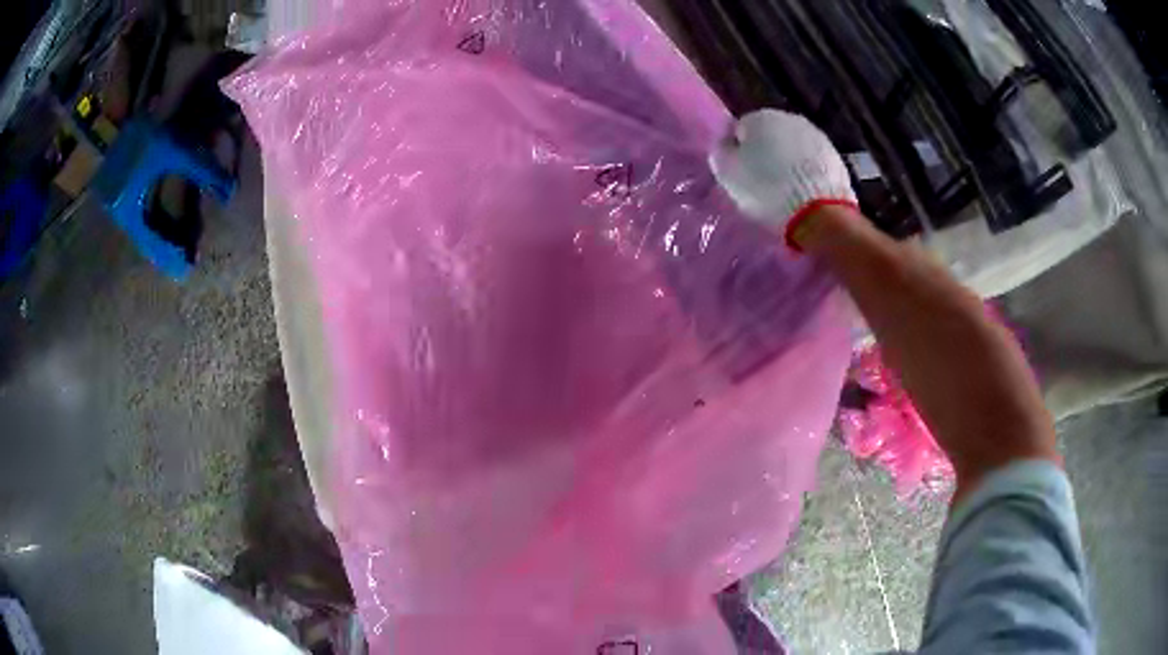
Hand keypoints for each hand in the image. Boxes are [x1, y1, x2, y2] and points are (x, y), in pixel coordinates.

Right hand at [710, 109, 856, 249]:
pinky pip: (811, 160)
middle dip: (765, 153)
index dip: (739, 152)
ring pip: (792, 146)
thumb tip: (728, 144)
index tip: (741, 173)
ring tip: (785, 189)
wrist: (818, 213)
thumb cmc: (766, 190)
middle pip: (769, 135)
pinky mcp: (834, 155)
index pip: (741, 130)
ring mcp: (815, 135)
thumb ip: (722, 152)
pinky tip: (804, 191)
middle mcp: (788, 118)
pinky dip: (806, 170)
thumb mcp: (728, 173)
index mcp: (759, 117)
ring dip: (787, 161)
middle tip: (762, 181)